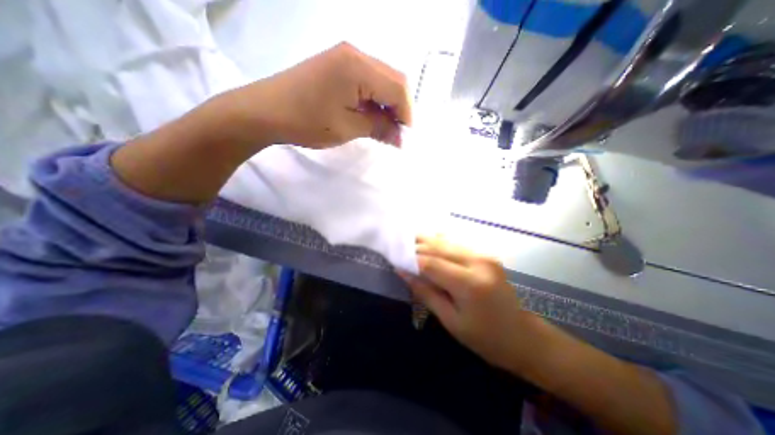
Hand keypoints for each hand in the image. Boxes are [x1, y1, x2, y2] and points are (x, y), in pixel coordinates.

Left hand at [219, 41, 410, 148]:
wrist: (265, 111)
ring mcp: (345, 57)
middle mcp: (356, 54)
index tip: (404, 137)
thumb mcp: (348, 128)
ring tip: (384, 128)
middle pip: (393, 80)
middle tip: (396, 134)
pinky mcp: (338, 65)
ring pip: (382, 81)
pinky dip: (375, 100)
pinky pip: (368, 81)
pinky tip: (370, 116)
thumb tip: (400, 137)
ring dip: (388, 105)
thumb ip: (379, 128)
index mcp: (359, 66)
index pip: (398, 88)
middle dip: (400, 109)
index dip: (407, 114)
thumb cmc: (306, 121)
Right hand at [399, 237, 540, 371]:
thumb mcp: (451, 321)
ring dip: (427, 241)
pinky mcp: (487, 255)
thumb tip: (403, 272)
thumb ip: (426, 293)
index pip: (431, 263)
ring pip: (447, 241)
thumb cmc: (486, 338)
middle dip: (416, 247)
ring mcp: (485, 255)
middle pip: (438, 247)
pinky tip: (429, 242)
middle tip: (398, 247)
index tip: (394, 259)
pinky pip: (457, 244)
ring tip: (409, 241)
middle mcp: (478, 262)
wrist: (524, 337)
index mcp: (469, 283)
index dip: (410, 260)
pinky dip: (440, 242)